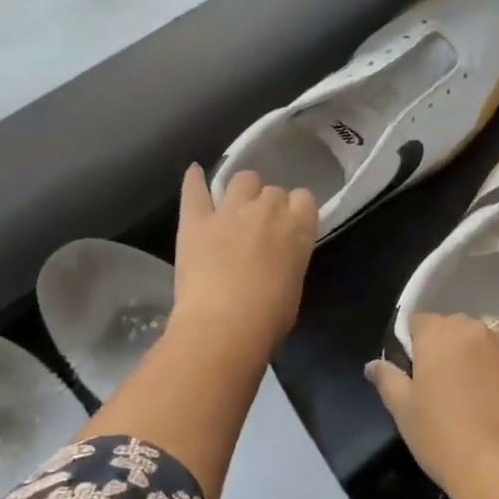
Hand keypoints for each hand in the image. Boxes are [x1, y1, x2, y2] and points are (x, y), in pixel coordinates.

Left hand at [172, 165, 318, 358]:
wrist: (223, 326)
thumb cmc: (269, 317)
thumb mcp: (294, 283)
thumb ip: (290, 258)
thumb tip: (279, 257)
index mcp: (298, 228)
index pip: (304, 198)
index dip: (295, 210)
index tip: (289, 225)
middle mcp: (268, 210)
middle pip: (273, 190)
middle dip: (268, 205)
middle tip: (259, 228)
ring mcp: (230, 211)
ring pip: (242, 179)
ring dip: (242, 191)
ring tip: (235, 206)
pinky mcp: (196, 220)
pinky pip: (195, 190)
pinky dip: (194, 180)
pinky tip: (195, 172)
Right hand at [366, 314, 498, 497]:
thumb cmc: (443, 439)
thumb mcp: (403, 412)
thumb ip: (387, 380)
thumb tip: (373, 365)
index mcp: (440, 333)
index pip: (420, 322)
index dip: (416, 344)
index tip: (417, 374)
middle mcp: (478, 329)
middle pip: (458, 327)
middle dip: (451, 348)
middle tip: (447, 388)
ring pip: (493, 340)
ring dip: (485, 356)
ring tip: (482, 394)